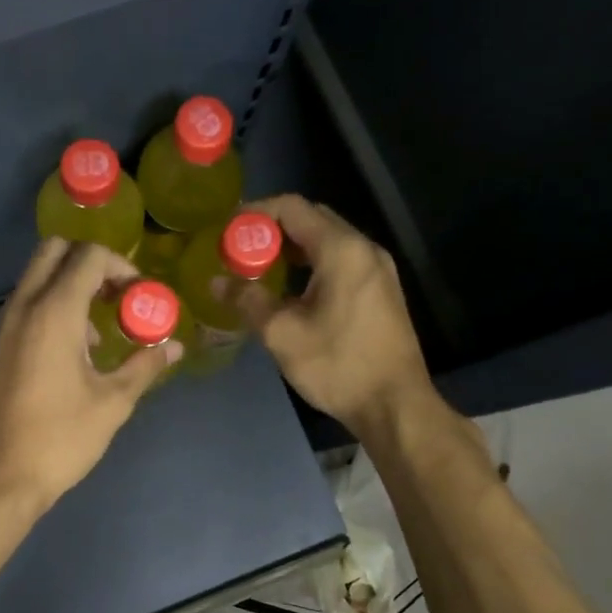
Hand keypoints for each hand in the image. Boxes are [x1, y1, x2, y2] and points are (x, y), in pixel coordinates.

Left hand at [0, 238, 179, 512]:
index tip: (139, 296)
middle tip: (114, 296)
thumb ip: (145, 365)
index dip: (120, 266)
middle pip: (53, 250)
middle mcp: (22, 307)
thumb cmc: (60, 439)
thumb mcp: (113, 403)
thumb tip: (174, 346)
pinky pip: (22, 307)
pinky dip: (47, 309)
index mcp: (53, 313)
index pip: (88, 257)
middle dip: (89, 263)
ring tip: (95, 335)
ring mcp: (0, 326)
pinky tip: (67, 357)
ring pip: (34, 278)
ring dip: (67, 288)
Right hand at [246, 195, 433, 435]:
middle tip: (241, 251)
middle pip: (313, 219)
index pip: (293, 208)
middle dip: (273, 230)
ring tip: (261, 270)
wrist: (395, 404)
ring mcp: (378, 270)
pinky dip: (314, 265)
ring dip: (294, 249)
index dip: (256, 212)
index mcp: (342, 250)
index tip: (227, 230)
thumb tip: (216, 282)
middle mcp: (364, 249)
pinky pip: (342, 261)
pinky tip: (294, 290)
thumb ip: (248, 300)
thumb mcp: (282, 334)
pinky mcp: (382, 291)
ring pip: (329, 241)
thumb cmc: (338, 366)